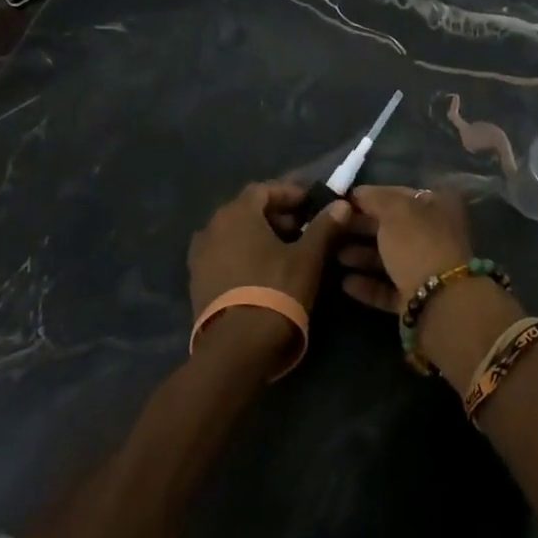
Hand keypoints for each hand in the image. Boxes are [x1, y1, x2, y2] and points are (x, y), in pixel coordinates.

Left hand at [188, 182, 344, 360]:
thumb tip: (341, 205)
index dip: (289, 194)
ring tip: (283, 252)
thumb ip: (324, 227)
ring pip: (233, 233)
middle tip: (300, 229)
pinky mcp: (196, 282)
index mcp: (237, 214)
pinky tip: (261, 272)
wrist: (236, 348)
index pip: (264, 189)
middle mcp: (212, 227)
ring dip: (258, 236)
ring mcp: (199, 256)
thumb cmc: (276, 290)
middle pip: (246, 210)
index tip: (309, 205)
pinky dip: (242, 254)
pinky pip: (222, 255)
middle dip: (275, 216)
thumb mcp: (307, 257)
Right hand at [332, 185, 475, 312]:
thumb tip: (358, 193)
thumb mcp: (395, 210)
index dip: (370, 197)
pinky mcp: (417, 298)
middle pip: (393, 227)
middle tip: (333, 230)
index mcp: (437, 206)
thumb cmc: (417, 244)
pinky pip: (388, 287)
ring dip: (362, 256)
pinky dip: (368, 284)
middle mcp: (435, 234)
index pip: (398, 195)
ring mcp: (427, 268)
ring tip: (334, 256)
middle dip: (362, 228)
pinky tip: (345, 282)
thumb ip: (374, 198)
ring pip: (389, 258)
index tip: (342, 203)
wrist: (439, 303)